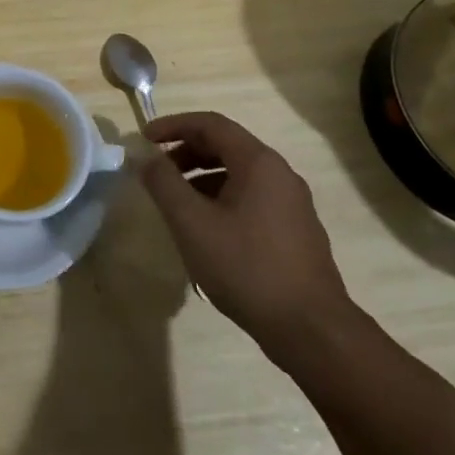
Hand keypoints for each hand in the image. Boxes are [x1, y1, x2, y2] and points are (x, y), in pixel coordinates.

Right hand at [139, 111, 354, 362]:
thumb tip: (143, 155)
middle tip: (156, 171)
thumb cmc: (246, 267)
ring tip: (176, 203)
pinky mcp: (295, 231)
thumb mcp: (192, 223)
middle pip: (226, 146)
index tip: (144, 140)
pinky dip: (221, 198)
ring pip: (238, 174)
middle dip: (186, 152)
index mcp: (258, 163)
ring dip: (201, 177)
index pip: (210, 124)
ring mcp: (292, 204)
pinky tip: (205, 230)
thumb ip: (163, 183)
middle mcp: (280, 174)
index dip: (173, 126)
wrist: (311, 330)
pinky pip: (251, 197)